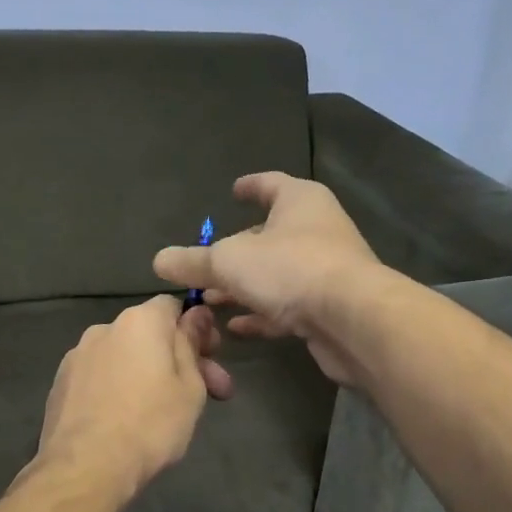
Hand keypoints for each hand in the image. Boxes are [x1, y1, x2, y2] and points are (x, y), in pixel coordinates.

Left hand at [33, 297, 233, 500]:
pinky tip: (124, 418)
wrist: (85, 467)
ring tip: (160, 412)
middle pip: (148, 334)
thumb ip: (191, 344)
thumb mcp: (190, 387)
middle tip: (204, 395)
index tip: (210, 358)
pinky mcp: (60, 383)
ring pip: (122, 356)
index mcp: (139, 322)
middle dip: (177, 359)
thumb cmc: (151, 424)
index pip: (173, 306)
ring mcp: (77, 356)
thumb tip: (196, 314)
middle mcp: (104, 328)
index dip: (195, 328)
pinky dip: (116, 388)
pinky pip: (99, 376)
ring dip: (145, 373)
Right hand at [153, 173, 381, 385]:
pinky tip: (236, 327)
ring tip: (211, 300)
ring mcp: (326, 270)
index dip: (250, 186)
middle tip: (205, 264)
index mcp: (299, 201)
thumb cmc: (290, 269)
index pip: (270, 183)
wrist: (353, 320)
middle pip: (270, 234)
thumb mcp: (228, 262)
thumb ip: (192, 261)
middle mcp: (317, 229)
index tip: (233, 191)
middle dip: (236, 250)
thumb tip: (159, 260)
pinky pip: (288, 305)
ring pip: (277, 274)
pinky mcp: (330, 307)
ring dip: (244, 286)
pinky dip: (262, 313)